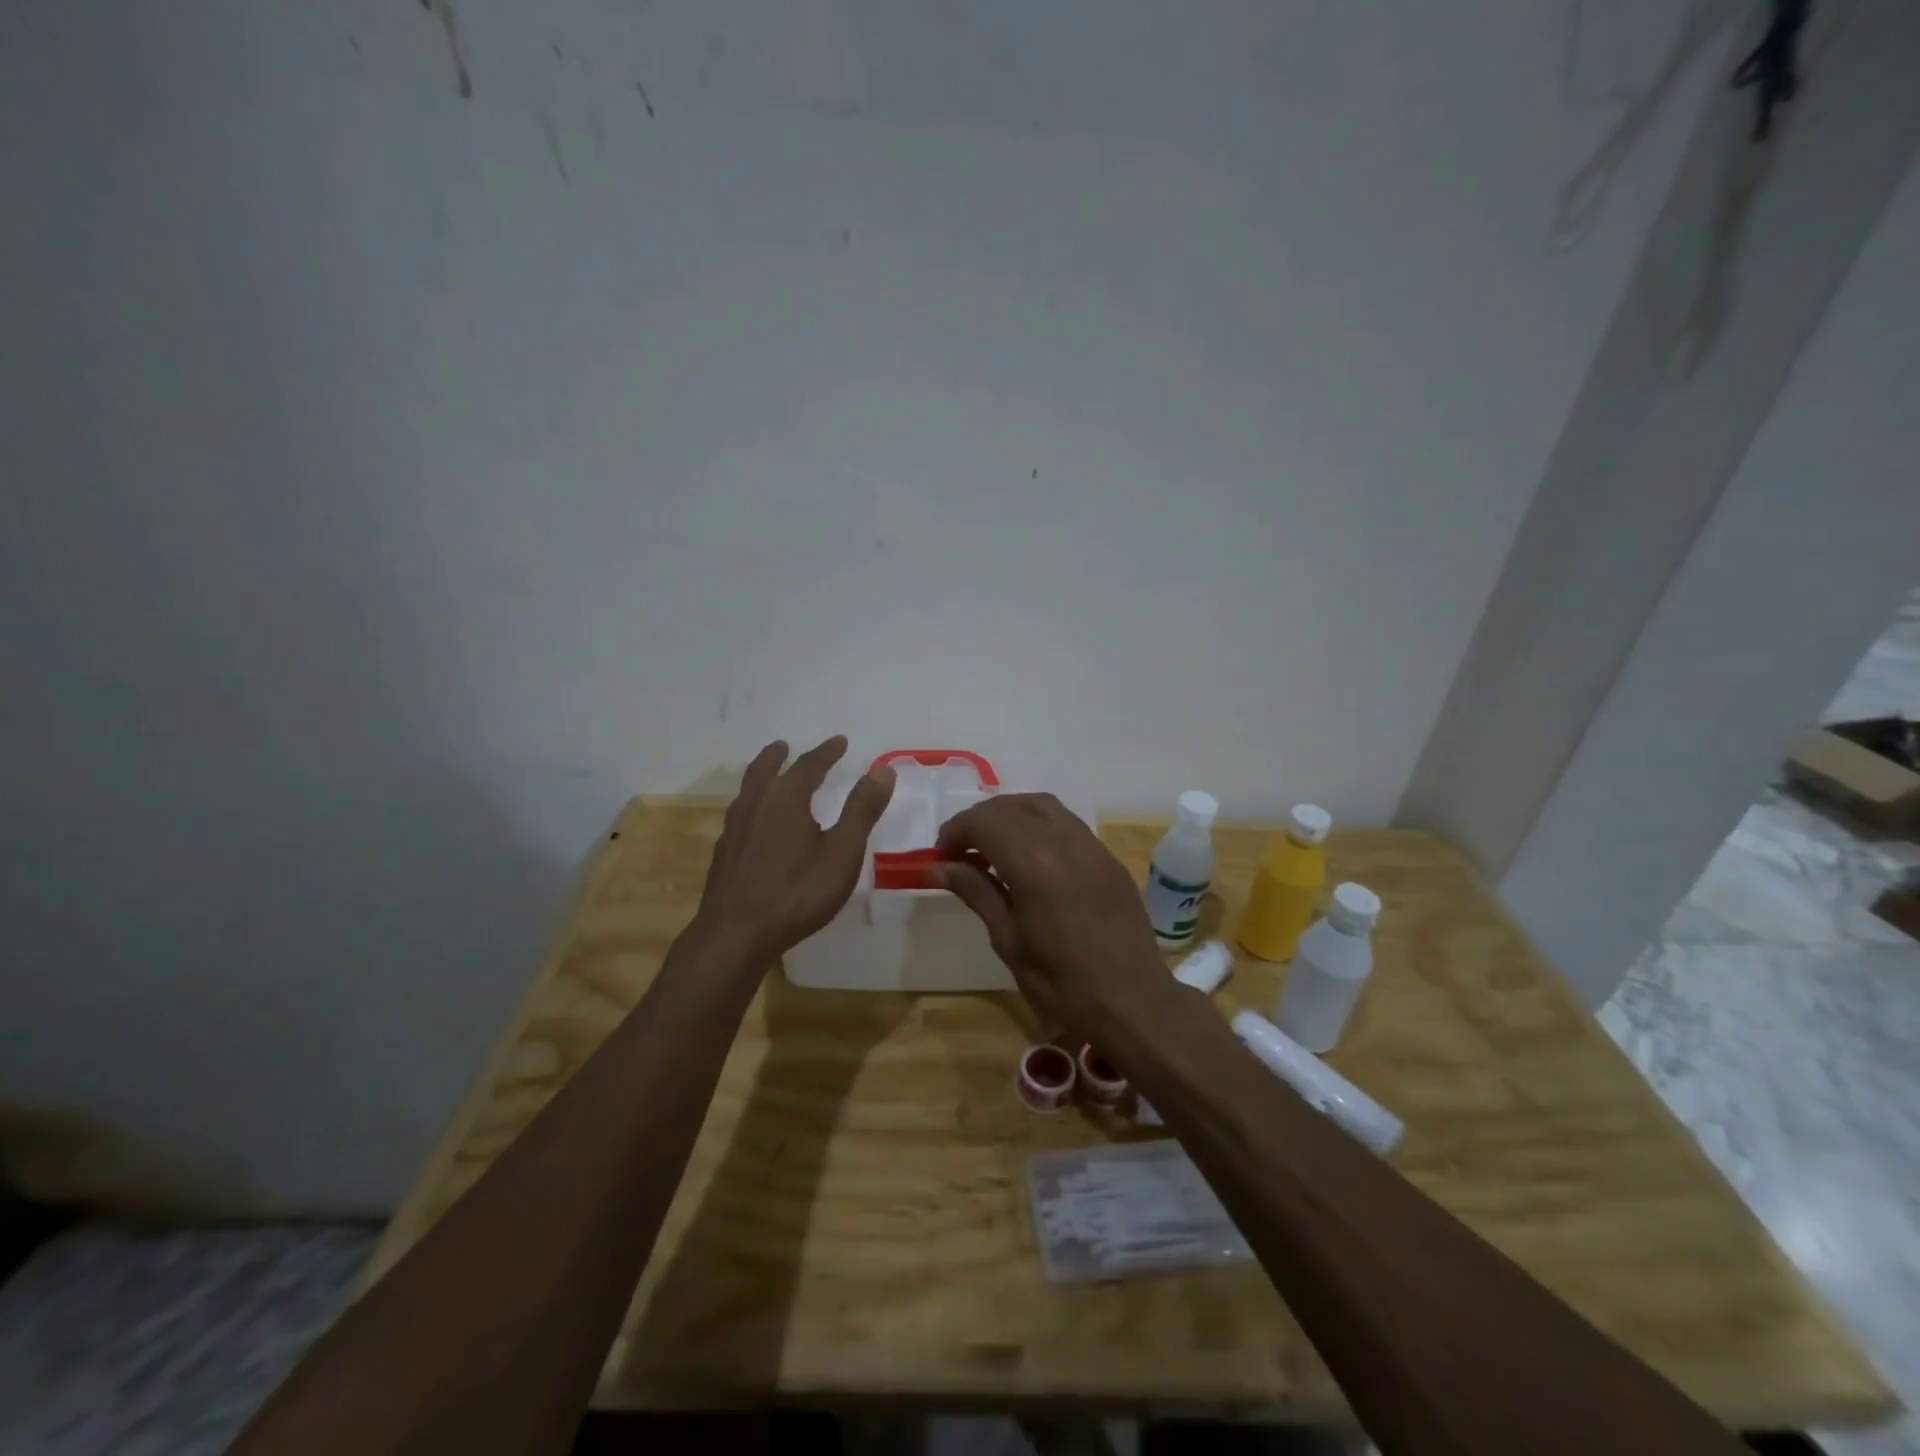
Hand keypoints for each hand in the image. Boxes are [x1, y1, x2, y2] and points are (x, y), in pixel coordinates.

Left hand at [696, 736, 895, 961]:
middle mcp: (755, 805)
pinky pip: (740, 814)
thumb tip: (882, 770)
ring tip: (769, 776)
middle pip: (765, 770)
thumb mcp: (842, 851)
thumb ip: (862, 809)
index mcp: (785, 798)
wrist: (735, 935)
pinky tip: (756, 823)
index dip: (827, 752)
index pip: (808, 765)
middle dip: (780, 757)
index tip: (840, 741)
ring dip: (761, 776)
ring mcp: (734, 830)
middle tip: (785, 746)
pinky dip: (752, 804)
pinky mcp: (724, 854)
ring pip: (748, 791)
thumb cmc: (797, 892)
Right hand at [932, 794, 1170, 1037]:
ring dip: (1010, 815)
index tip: (941, 857)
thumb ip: (975, 892)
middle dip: (979, 821)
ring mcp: (1092, 846)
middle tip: (962, 853)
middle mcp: (1064, 842)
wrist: (1132, 1004)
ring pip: (1042, 806)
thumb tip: (936, 867)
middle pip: (1011, 806)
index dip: (956, 832)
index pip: (984, 822)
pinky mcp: (1109, 857)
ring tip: (993, 847)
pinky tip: (1031, 857)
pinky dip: (1039, 826)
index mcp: (1035, 866)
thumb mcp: (1008, 941)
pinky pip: (1068, 824)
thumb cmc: (1061, 984)